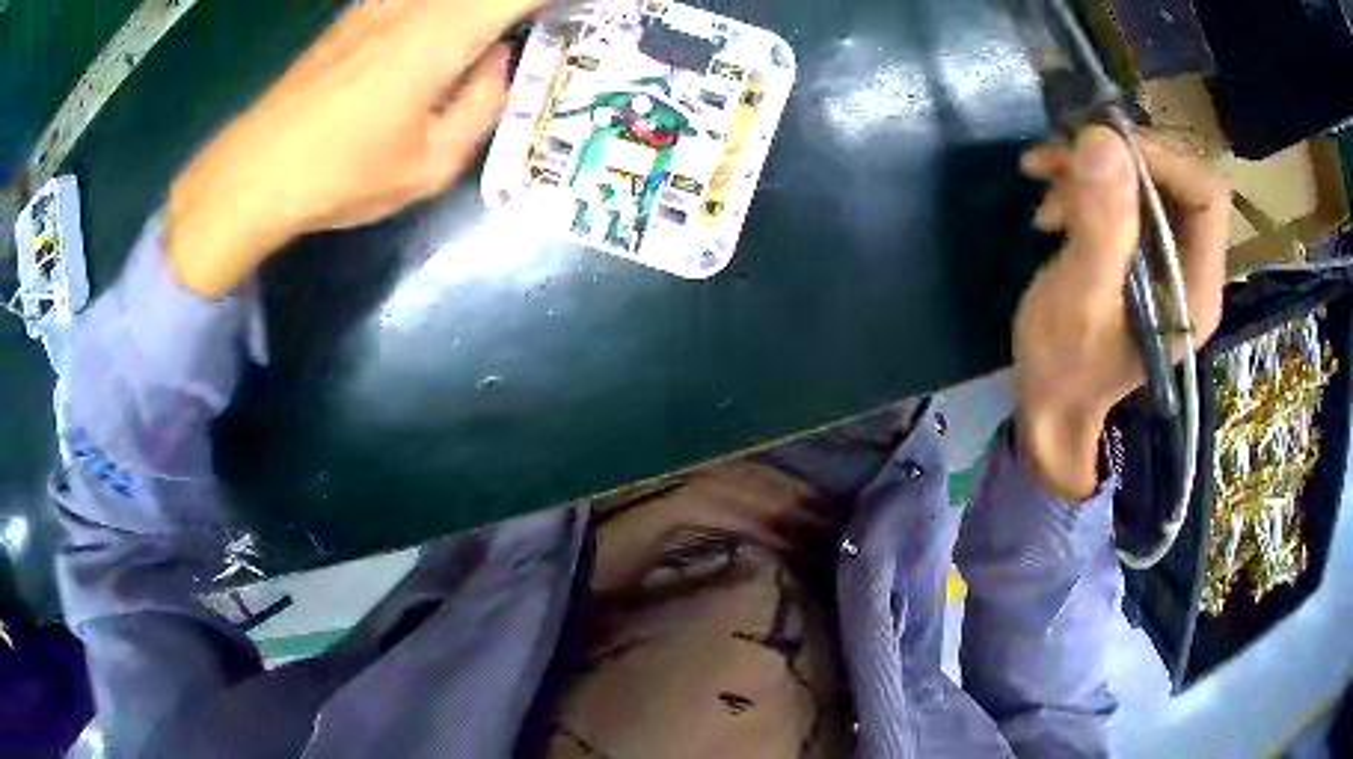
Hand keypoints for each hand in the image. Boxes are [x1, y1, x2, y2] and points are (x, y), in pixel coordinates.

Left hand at [167, 0, 543, 298]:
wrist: (253, 172)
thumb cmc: (342, 175)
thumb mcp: (431, 164)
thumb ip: (482, 104)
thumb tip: (499, 61)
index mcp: (442, 34)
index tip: (578, 13)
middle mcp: (415, 3)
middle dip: (514, 8)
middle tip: (539, 26)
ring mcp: (381, 2)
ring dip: (481, 12)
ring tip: (494, 39)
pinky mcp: (358, 12)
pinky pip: (416, 0)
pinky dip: (445, 13)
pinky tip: (446, 38)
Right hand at [1013, 126, 1229, 498]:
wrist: (1048, 403)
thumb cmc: (1067, 369)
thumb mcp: (1080, 300)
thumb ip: (1101, 226)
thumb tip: (1103, 139)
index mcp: (1195, 288)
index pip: (1204, 198)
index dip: (1161, 160)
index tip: (1102, 148)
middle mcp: (1189, 264)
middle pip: (1172, 179)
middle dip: (1116, 158)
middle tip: (1060, 156)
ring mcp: (1162, 255)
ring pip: (1141, 179)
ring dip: (1090, 166)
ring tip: (1041, 175)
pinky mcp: (1135, 249)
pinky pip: (1118, 194)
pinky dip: (1080, 181)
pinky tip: (1048, 199)